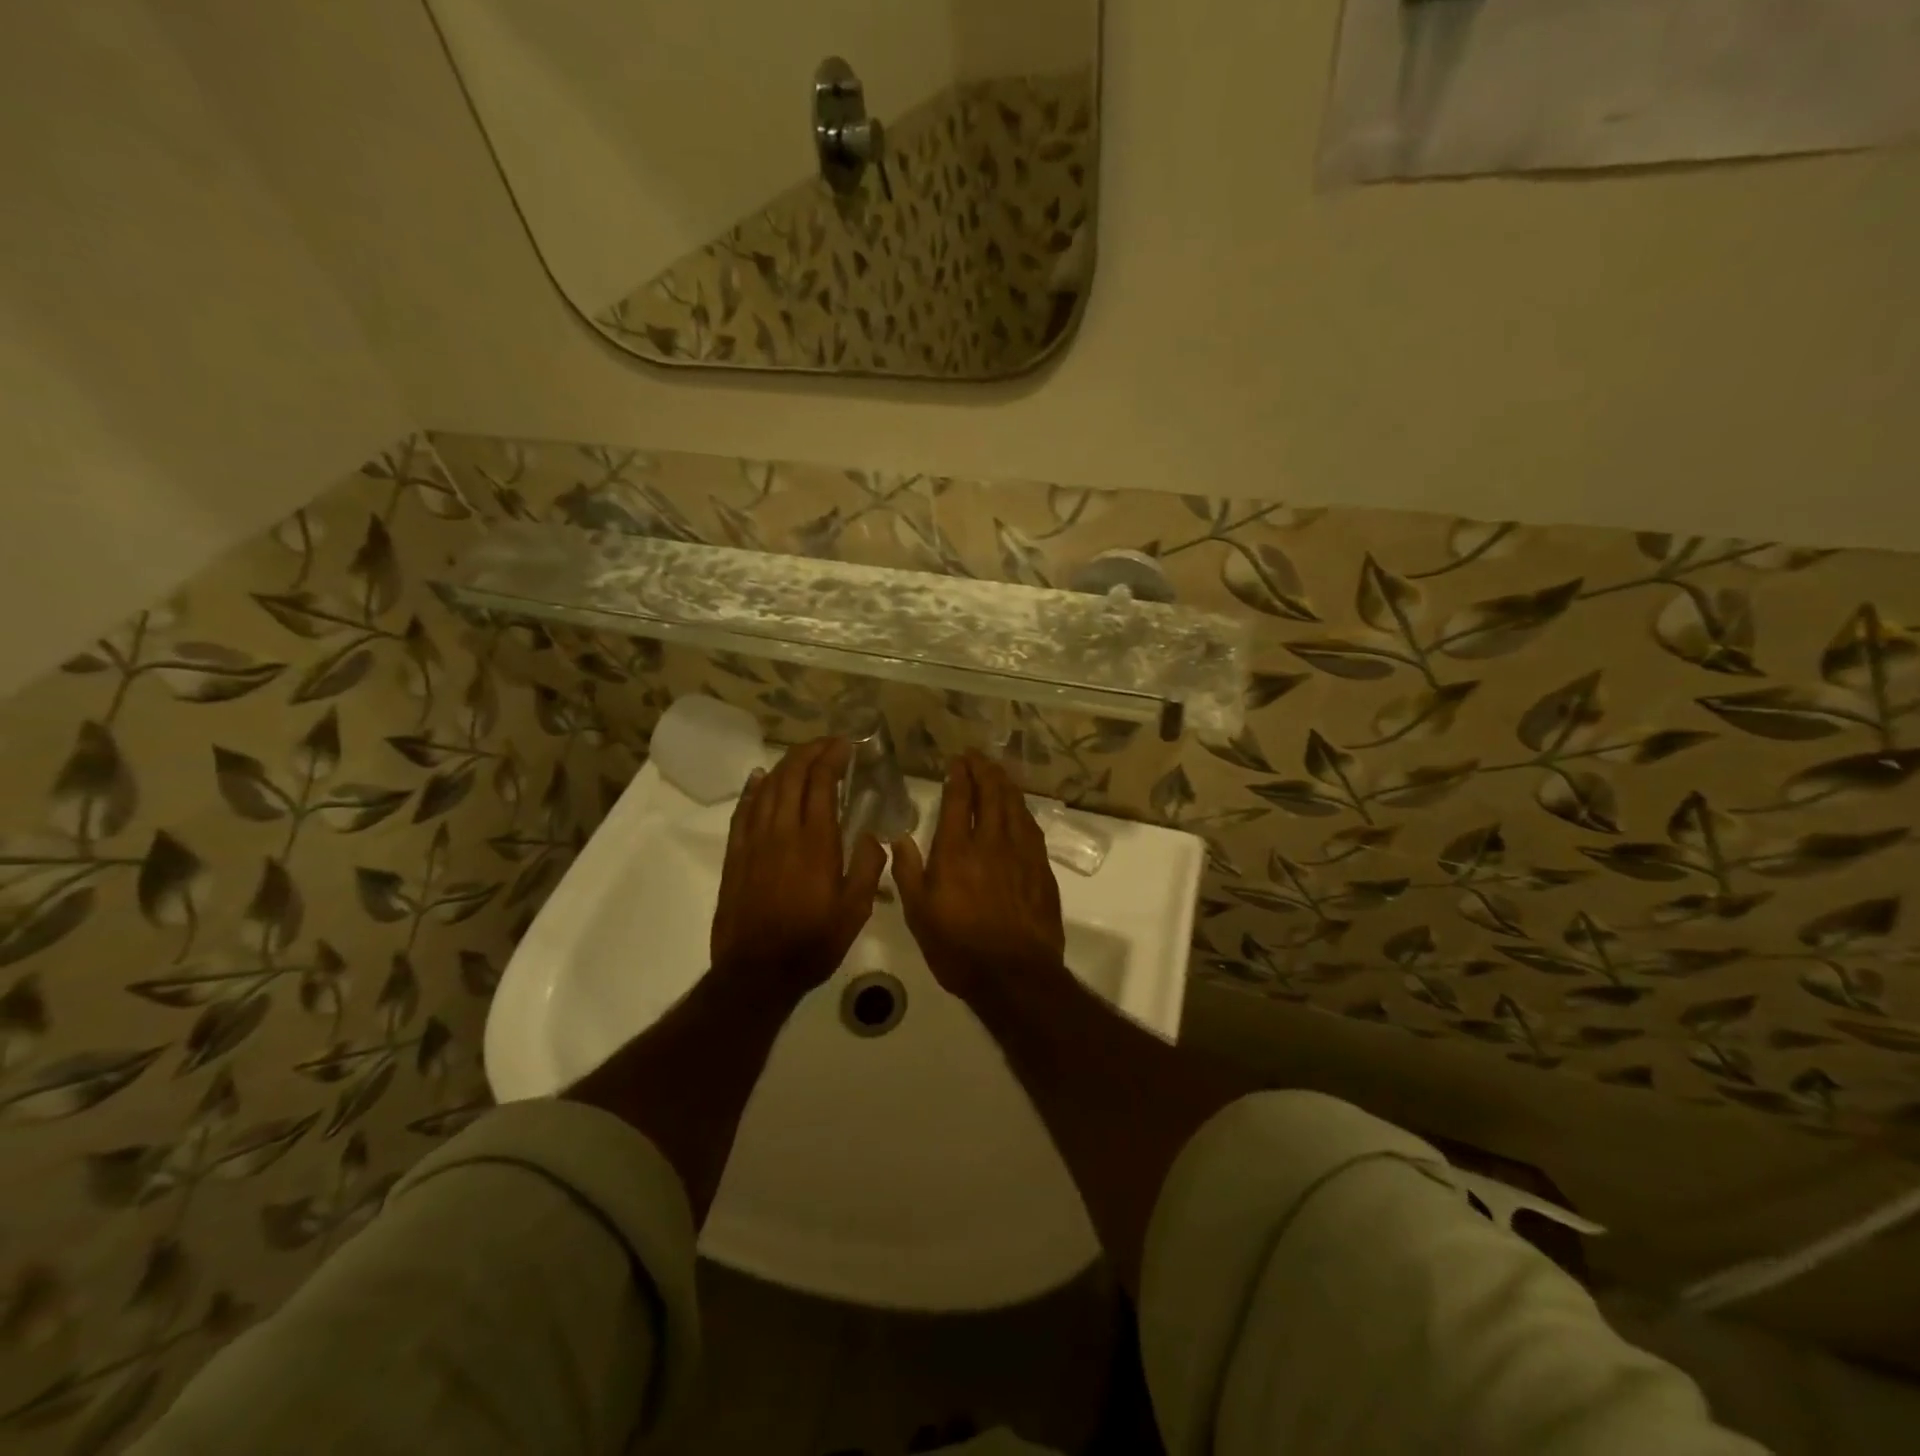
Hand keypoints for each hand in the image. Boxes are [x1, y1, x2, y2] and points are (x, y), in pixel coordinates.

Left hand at [711, 737, 885, 1000]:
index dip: (832, 757)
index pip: (821, 783)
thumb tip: (871, 835)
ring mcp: (754, 841)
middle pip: (792, 776)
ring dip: (785, 765)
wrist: (757, 972)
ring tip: (802, 755)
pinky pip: (743, 811)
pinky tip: (760, 777)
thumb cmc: (813, 942)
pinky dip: (753, 788)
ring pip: (767, 788)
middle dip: (810, 752)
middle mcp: (782, 831)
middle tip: (828, 744)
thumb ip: (867, 867)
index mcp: (815, 842)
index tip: (846, 745)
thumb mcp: (855, 910)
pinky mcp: (736, 855)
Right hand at [891, 752, 1066, 1002]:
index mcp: (957, 850)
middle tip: (977, 757)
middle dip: (984, 770)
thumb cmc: (958, 948)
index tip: (957, 761)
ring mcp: (1021, 853)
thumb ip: (908, 872)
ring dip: (1005, 784)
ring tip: (997, 772)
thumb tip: (899, 838)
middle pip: (992, 794)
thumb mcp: (918, 915)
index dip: (959, 776)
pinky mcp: (1041, 868)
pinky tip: (1019, 809)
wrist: (1015, 975)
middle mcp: (991, 842)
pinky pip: (1031, 827)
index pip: (960, 799)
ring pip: (1015, 806)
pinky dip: (1022, 809)